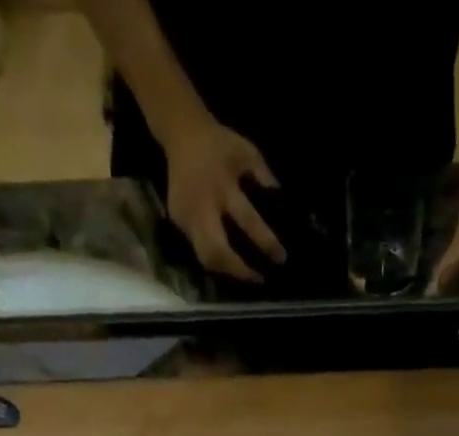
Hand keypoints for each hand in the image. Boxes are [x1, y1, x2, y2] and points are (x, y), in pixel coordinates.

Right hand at [162, 120, 285, 282]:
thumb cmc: (219, 144)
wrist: (181, 133)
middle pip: (217, 252)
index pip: (247, 220)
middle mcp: (202, 206)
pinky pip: (197, 249)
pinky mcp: (178, 222)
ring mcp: (186, 217)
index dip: (265, 242)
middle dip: (239, 270)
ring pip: (205, 258)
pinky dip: (215, 259)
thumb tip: (277, 196)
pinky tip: (229, 263)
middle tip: (259, 279)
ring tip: (245, 276)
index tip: (280, 258)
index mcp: (222, 186)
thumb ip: (263, 173)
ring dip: (226, 272)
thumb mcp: (246, 152)